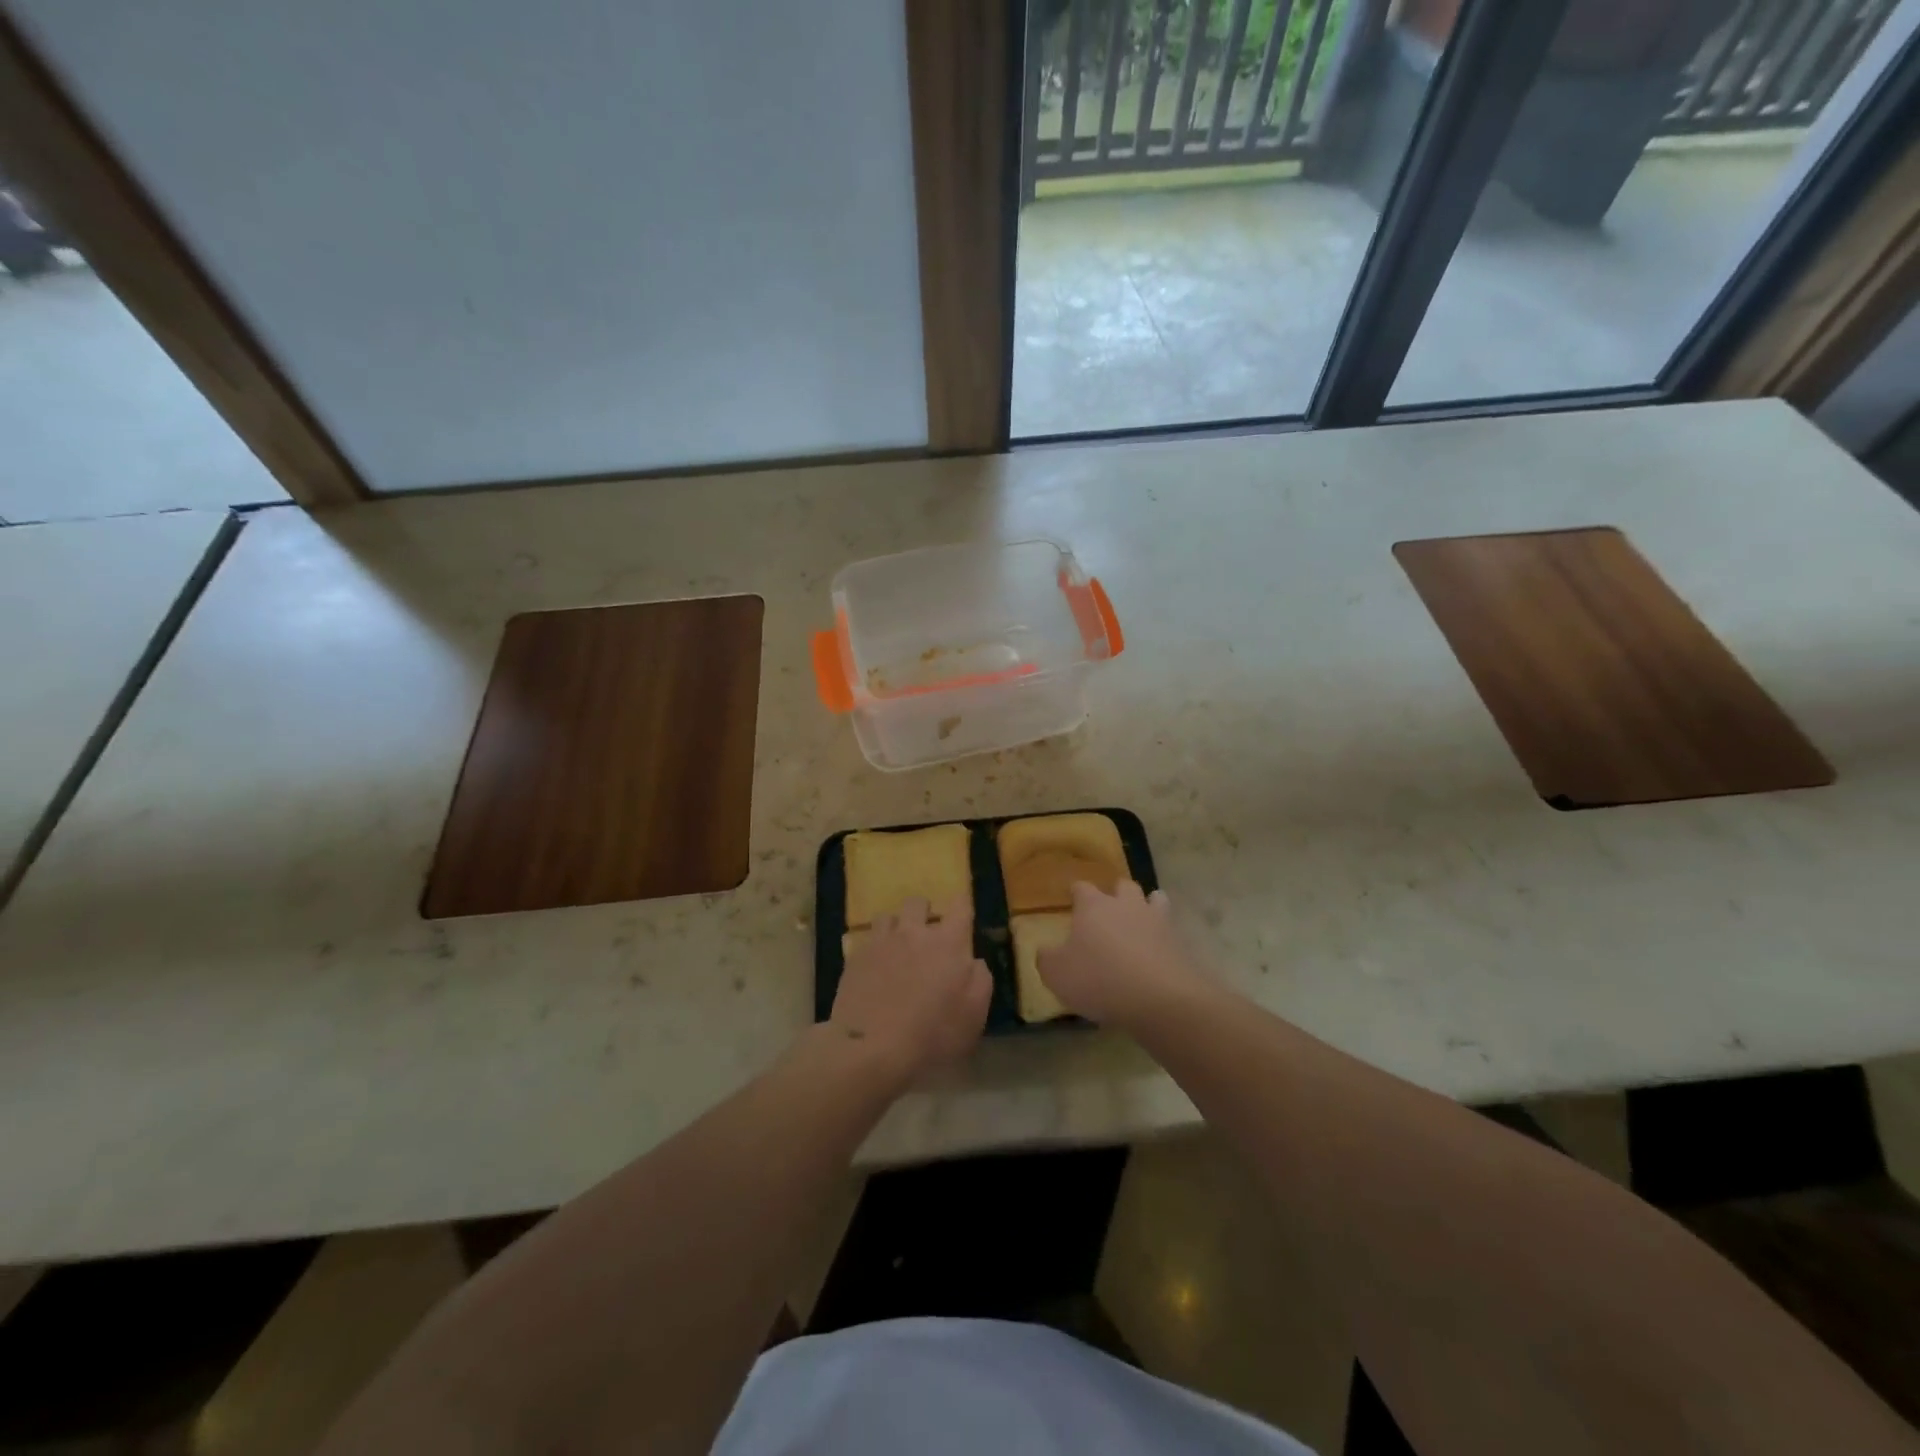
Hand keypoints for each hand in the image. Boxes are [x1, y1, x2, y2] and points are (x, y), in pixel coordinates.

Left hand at [830, 898, 991, 1085]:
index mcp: (948, 942)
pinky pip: (866, 940)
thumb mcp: (974, 1015)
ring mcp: (881, 942)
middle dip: (924, 913)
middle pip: (918, 903)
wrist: (872, 1049)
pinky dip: (874, 948)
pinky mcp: (855, 957)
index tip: (962, 914)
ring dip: (896, 928)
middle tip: (927, 937)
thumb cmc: (933, 1035)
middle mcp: (913, 932)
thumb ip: (979, 979)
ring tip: (897, 949)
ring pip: (887, 917)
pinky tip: (874, 969)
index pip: (960, 906)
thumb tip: (972, 961)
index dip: (963, 905)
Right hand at [1037, 880, 1203, 1029]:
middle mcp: (1125, 904)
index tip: (1071, 900)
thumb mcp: (1057, 974)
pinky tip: (1157, 949)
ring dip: (1146, 906)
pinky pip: (1170, 929)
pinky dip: (1163, 935)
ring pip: (1154, 899)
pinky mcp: (1178, 942)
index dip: (1076, 893)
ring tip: (1140, 922)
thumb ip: (1046, 958)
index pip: (1081, 887)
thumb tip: (1044, 950)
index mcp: (1093, 905)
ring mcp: (1156, 920)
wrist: (1158, 998)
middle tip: (1107, 912)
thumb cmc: (1099, 979)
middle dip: (1115, 894)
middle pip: (1122, 885)